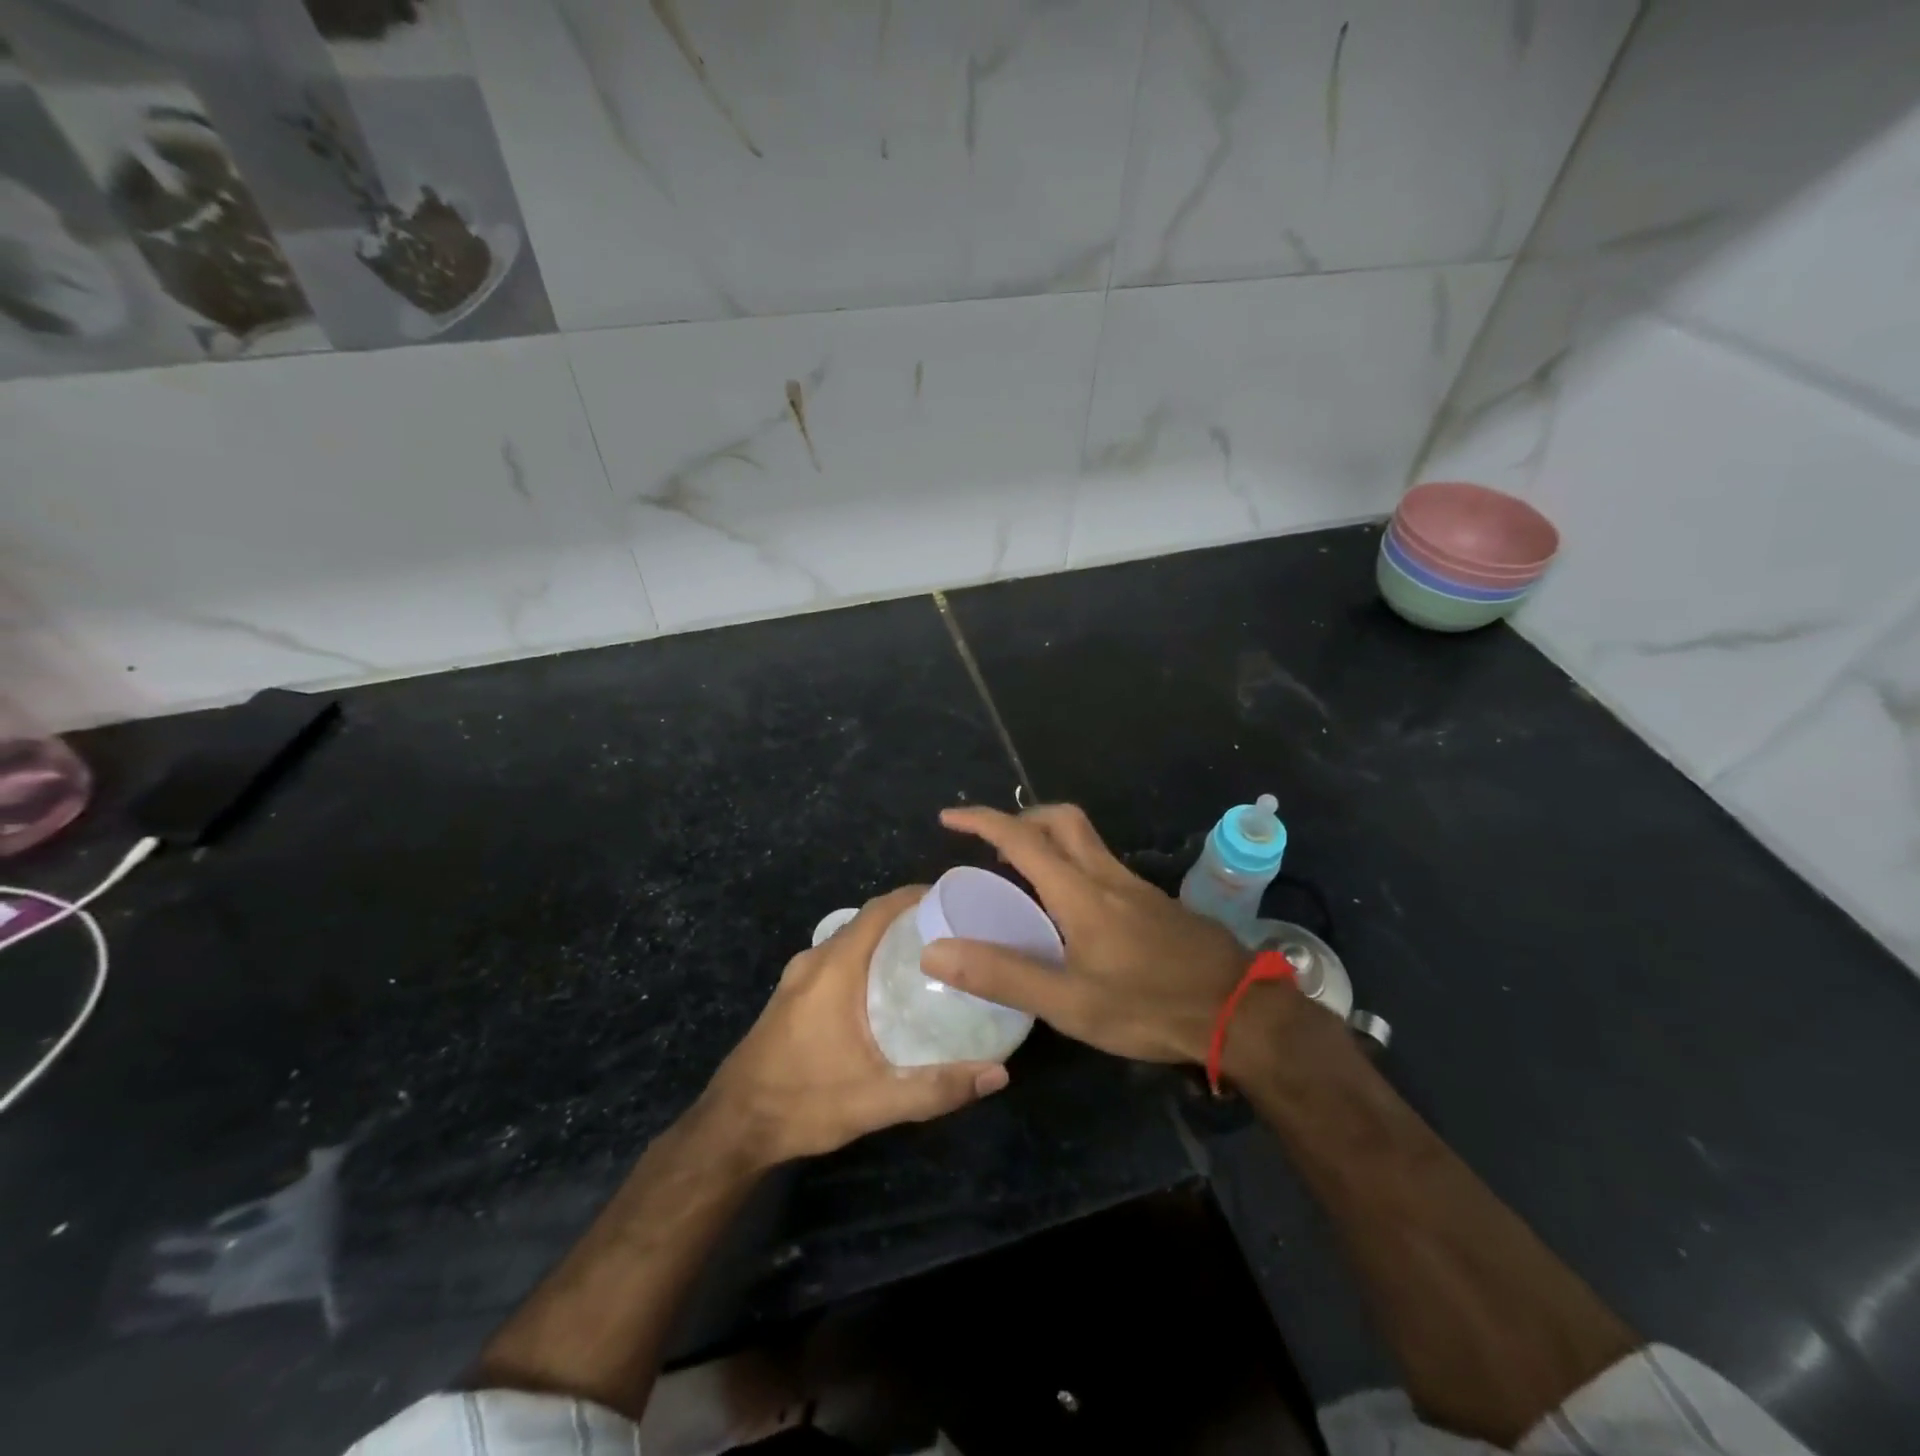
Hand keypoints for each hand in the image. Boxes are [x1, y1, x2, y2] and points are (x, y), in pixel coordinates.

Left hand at [700, 887, 1008, 1168]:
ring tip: (930, 956)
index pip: (879, 909)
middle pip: (868, 920)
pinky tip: (890, 987)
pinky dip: (867, 957)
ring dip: (887, 939)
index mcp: (834, 968)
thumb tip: (998, 1074)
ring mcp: (799, 977)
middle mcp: (815, 960)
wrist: (732, 1128)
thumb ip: (936, 1088)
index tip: (954, 900)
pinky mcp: (792, 994)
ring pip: (851, 940)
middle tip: (955, 932)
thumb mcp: (874, 1101)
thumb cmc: (802, 1102)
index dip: (916, 896)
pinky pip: (837, 958)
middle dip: (909, 918)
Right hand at [923, 804, 1280, 1065]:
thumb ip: (1003, 975)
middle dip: (1022, 819)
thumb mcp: (1069, 1002)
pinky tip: (1070, 910)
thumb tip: (935, 953)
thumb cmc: (1149, 1006)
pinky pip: (1102, 864)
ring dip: (1048, 841)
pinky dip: (1072, 865)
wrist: (1240, 1012)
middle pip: (1062, 820)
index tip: (949, 817)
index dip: (982, 821)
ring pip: (1085, 841)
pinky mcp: (1154, 904)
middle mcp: (1107, 876)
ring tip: (1022, 877)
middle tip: (992, 846)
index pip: (1022, 838)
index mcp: (1080, 892)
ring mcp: (1136, 887)